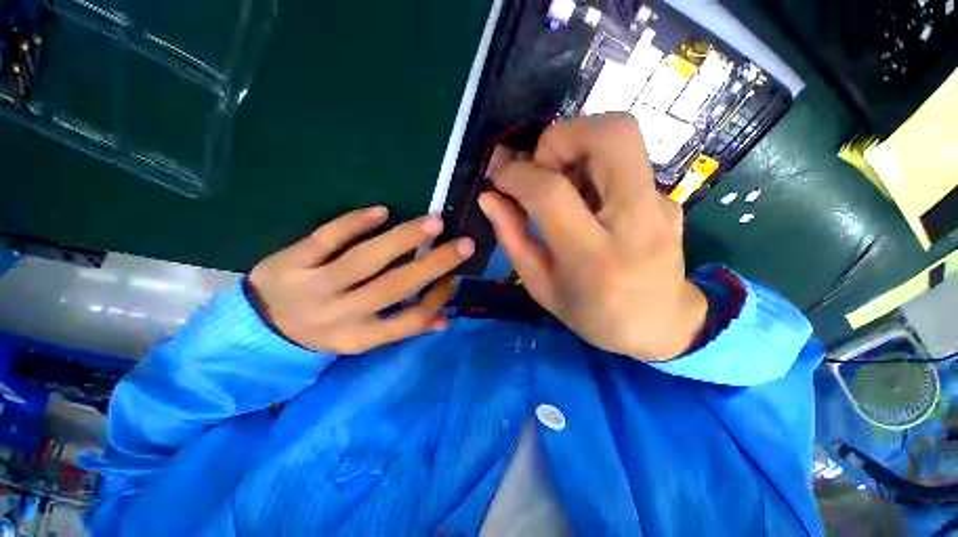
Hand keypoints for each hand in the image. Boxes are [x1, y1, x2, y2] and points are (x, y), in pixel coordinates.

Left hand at [248, 207, 473, 353]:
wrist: (258, 328)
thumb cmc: (322, 331)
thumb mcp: (360, 339)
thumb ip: (402, 328)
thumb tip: (444, 320)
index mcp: (357, 336)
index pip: (408, 319)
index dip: (436, 298)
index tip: (453, 277)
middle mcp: (338, 314)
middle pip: (394, 286)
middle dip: (434, 263)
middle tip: (463, 243)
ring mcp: (312, 286)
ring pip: (365, 259)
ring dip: (403, 238)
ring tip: (434, 223)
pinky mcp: (290, 261)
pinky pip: (327, 237)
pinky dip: (355, 222)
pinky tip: (382, 210)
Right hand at [479, 114, 706, 360]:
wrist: (660, 324)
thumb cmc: (593, 314)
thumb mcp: (541, 286)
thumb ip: (513, 238)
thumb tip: (490, 198)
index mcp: (593, 258)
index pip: (552, 192)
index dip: (517, 175)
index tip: (500, 180)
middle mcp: (635, 222)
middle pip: (609, 135)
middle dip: (561, 137)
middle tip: (540, 166)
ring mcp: (660, 205)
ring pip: (623, 135)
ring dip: (577, 145)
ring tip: (559, 181)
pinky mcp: (668, 199)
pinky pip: (626, 161)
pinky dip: (594, 165)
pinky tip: (586, 198)